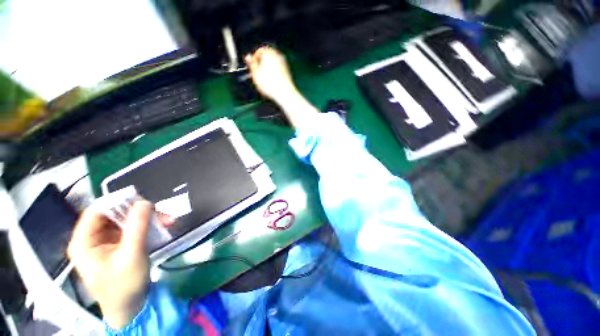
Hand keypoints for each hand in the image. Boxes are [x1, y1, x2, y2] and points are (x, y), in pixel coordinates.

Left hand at [67, 201, 151, 329]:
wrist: (131, 307)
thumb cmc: (125, 285)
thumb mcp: (132, 255)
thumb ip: (137, 227)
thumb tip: (144, 202)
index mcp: (84, 242)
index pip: (96, 211)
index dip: (116, 202)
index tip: (140, 198)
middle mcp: (92, 239)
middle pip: (113, 215)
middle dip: (138, 212)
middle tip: (160, 211)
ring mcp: (106, 242)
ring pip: (125, 221)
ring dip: (147, 218)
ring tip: (167, 220)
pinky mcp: (119, 245)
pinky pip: (132, 229)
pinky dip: (147, 226)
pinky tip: (163, 227)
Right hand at [246, 47, 319, 127]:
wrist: (285, 94)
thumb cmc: (269, 84)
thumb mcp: (255, 74)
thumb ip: (251, 63)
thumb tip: (248, 57)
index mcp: (268, 52)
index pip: (258, 52)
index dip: (254, 61)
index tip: (253, 70)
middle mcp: (277, 55)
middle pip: (266, 58)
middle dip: (261, 65)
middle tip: (258, 76)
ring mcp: (283, 62)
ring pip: (272, 64)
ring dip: (268, 70)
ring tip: (264, 81)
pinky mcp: (287, 71)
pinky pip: (278, 70)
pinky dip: (274, 74)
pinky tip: (272, 83)